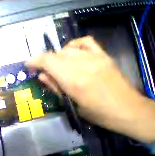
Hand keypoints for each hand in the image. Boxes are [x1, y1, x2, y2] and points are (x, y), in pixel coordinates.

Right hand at [26, 36, 154, 143]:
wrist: (127, 110)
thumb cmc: (96, 113)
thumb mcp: (71, 104)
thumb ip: (55, 87)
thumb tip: (41, 76)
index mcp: (74, 81)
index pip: (49, 62)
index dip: (35, 61)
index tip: (27, 64)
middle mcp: (83, 65)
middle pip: (55, 55)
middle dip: (43, 61)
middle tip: (39, 70)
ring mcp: (95, 58)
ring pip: (67, 49)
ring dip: (55, 57)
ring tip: (55, 66)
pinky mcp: (103, 55)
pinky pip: (84, 42)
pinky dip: (73, 45)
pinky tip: (70, 53)